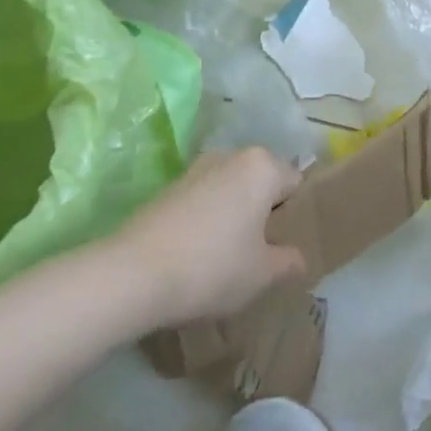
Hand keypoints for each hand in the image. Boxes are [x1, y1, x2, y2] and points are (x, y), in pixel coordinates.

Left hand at [112, 148, 307, 326]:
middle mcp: (231, 156)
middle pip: (261, 183)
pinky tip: (198, 255)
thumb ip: (289, 262)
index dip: (295, 216)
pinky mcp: (167, 188)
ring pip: (230, 191)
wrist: (132, 275)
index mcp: (263, 166)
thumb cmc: (212, 267)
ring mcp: (196, 169)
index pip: (295, 184)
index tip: (287, 247)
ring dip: (234, 216)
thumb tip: (298, 258)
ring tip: (228, 257)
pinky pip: (203, 201)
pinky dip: (207, 221)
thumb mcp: (262, 274)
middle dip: (264, 212)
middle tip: (261, 253)